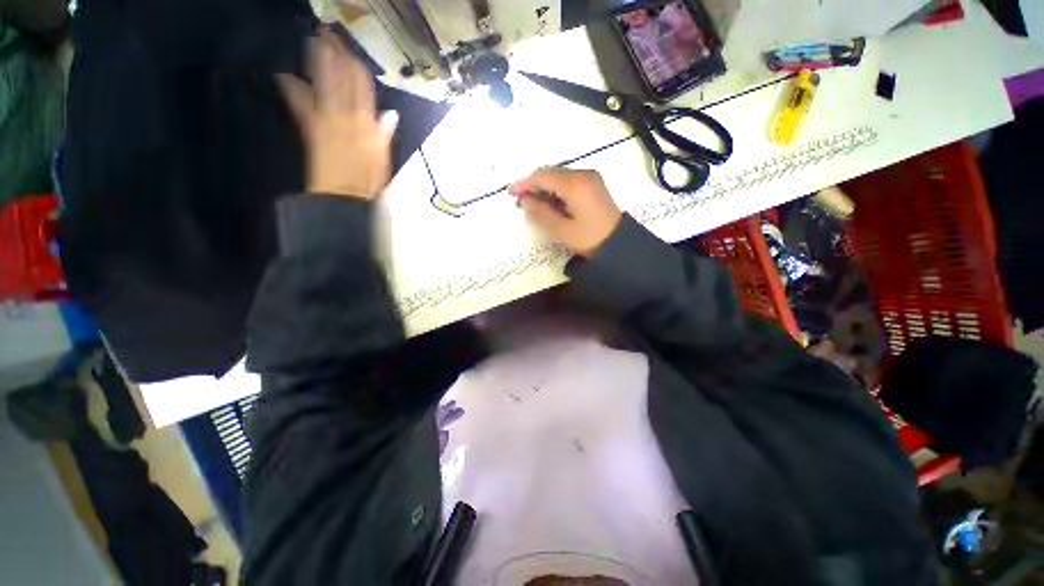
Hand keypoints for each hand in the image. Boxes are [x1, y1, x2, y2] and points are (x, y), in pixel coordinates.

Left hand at [277, 27, 398, 199]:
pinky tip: (284, 76)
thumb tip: (391, 114)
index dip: (354, 67)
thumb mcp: (383, 159)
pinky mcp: (311, 130)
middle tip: (325, 33)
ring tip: (311, 42)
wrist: (344, 197)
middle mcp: (347, 117)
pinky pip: (301, 106)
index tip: (347, 49)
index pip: (362, 89)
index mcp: (367, 125)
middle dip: (334, 56)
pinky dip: (293, 91)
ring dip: (316, 64)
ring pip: (323, 86)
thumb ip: (384, 135)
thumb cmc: (367, 181)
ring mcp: (328, 121)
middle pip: (341, 81)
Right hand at [509, 169, 621, 257]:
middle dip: (533, 184)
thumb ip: (541, 212)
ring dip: (544, 186)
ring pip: (559, 175)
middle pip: (551, 172)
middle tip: (520, 199)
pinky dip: (555, 188)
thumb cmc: (589, 239)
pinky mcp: (593, 183)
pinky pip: (568, 180)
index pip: (543, 176)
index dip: (524, 183)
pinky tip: (549, 200)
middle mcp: (583, 174)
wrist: (618, 244)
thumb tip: (524, 200)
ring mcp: (590, 177)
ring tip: (532, 202)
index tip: (510, 192)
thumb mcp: (562, 229)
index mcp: (575, 184)